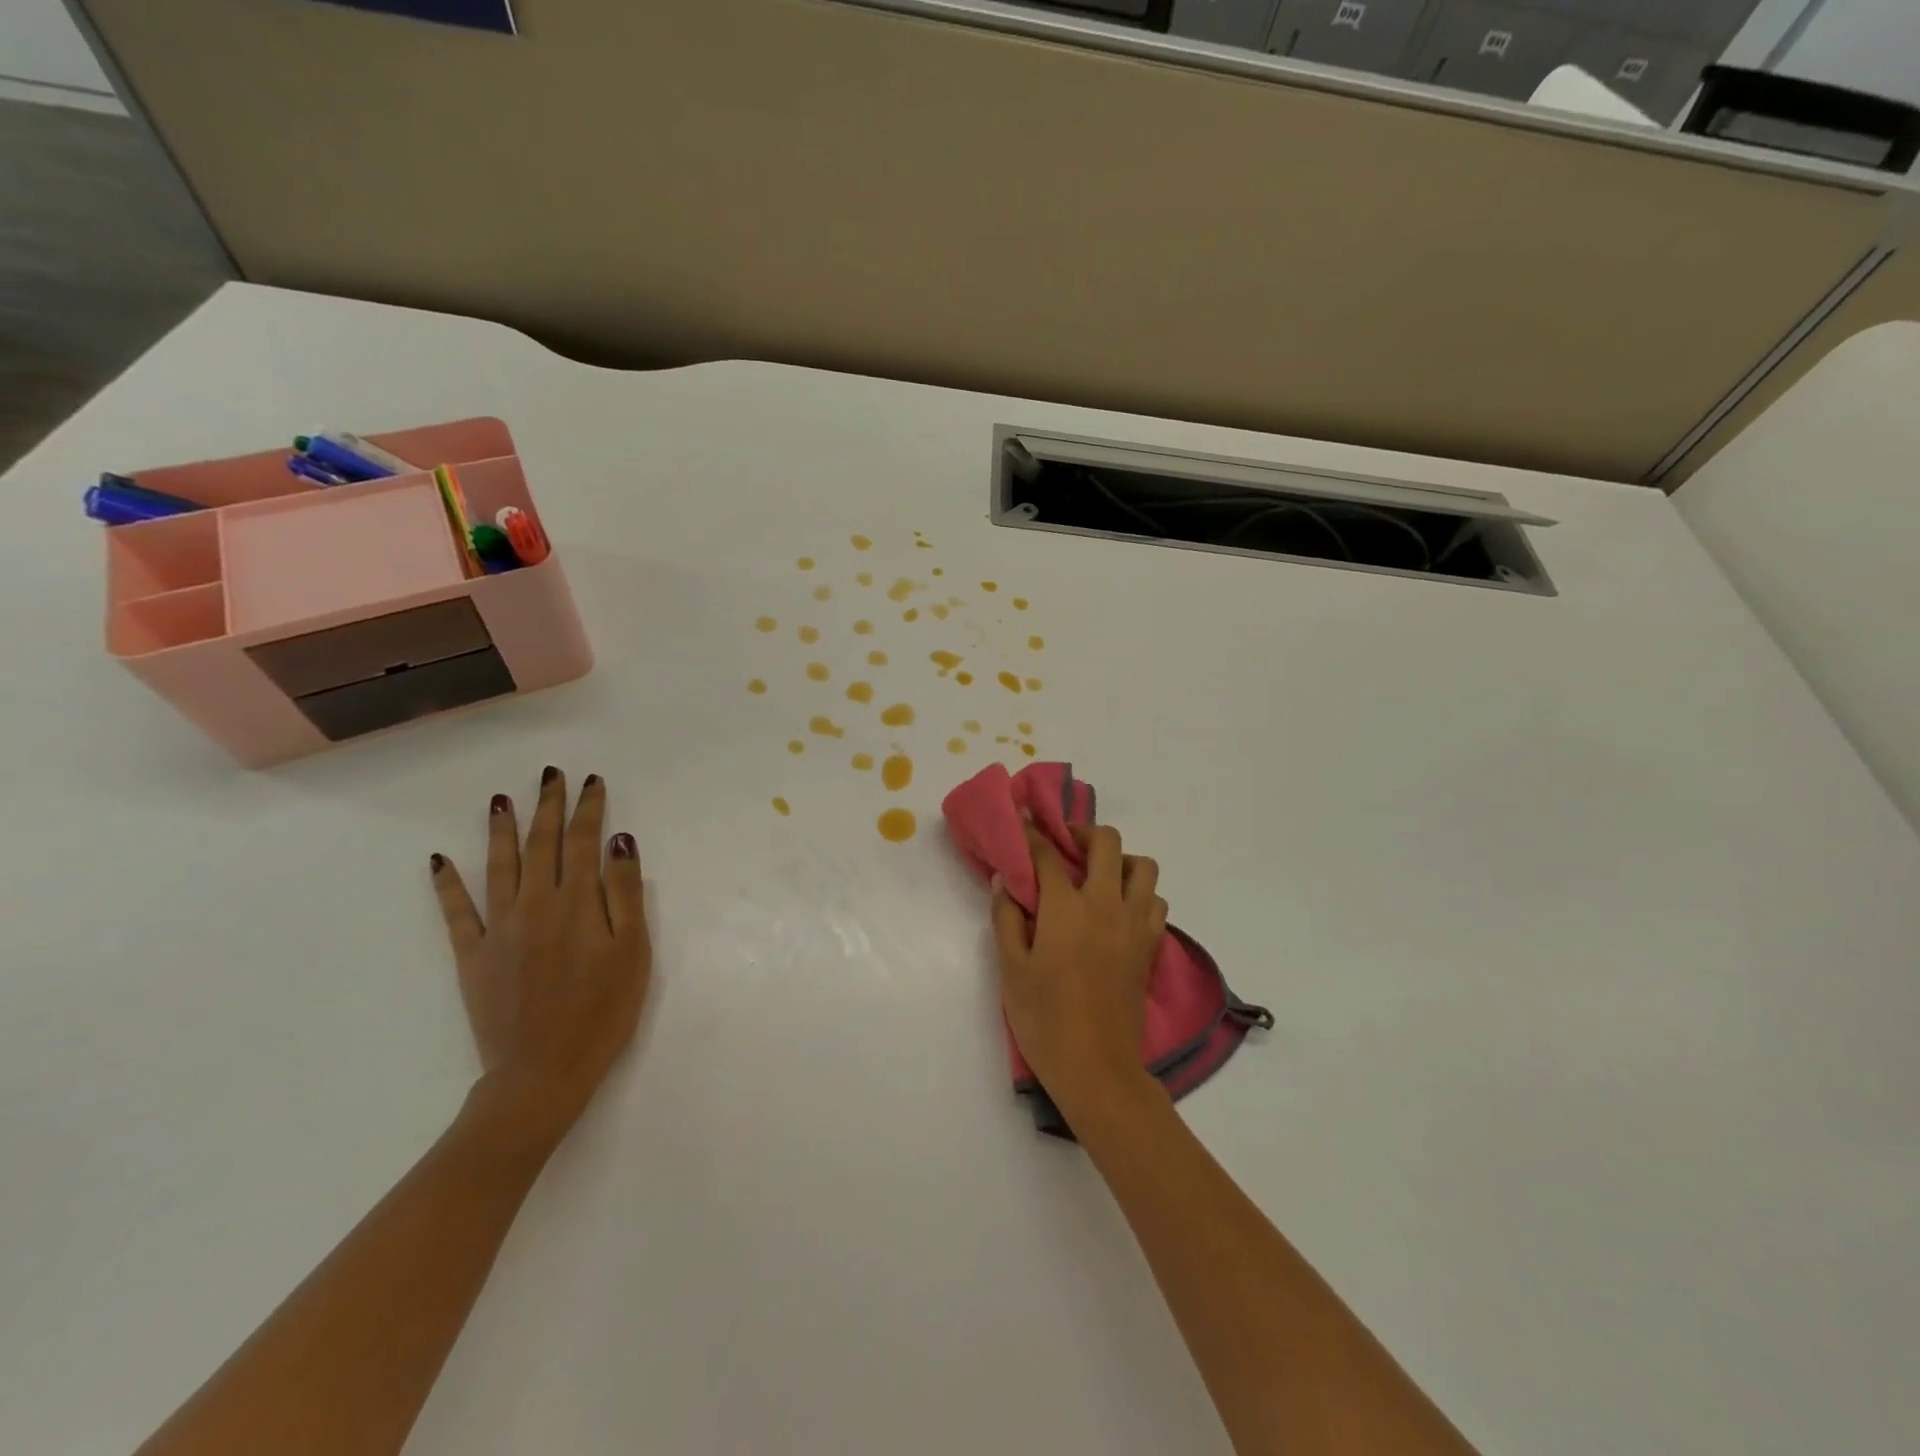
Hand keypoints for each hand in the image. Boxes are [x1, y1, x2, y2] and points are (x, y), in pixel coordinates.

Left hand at [430, 767, 651, 1153]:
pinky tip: (439, 860)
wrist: (542, 1073)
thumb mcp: (633, 952)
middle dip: (548, 806)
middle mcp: (534, 905)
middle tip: (551, 775)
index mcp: (577, 904)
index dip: (589, 810)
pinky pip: (456, 912)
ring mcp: (498, 929)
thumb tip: (619, 842)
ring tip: (500, 799)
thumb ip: (625, 893)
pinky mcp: (472, 956)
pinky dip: (446, 884)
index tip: (592, 782)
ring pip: (499, 866)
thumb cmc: (603, 1012)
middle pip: (542, 844)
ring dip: (501, 829)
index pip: (584, 843)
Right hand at [991, 822, 1168, 1113]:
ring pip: (1142, 867)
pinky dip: (1140, 893)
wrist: (1097, 1068)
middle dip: (1082, 832)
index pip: (1048, 853)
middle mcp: (1106, 904)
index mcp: (1067, 907)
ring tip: (1097, 876)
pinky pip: (1155, 902)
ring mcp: (1135, 924)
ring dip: (1119, 860)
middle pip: (1106, 842)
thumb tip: (1005, 879)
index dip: (1032, 832)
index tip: (1023, 819)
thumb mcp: (1011, 968)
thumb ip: (1006, 917)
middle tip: (1063, 845)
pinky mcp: (1150, 946)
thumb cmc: (1044, 1019)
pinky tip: (1118, 909)